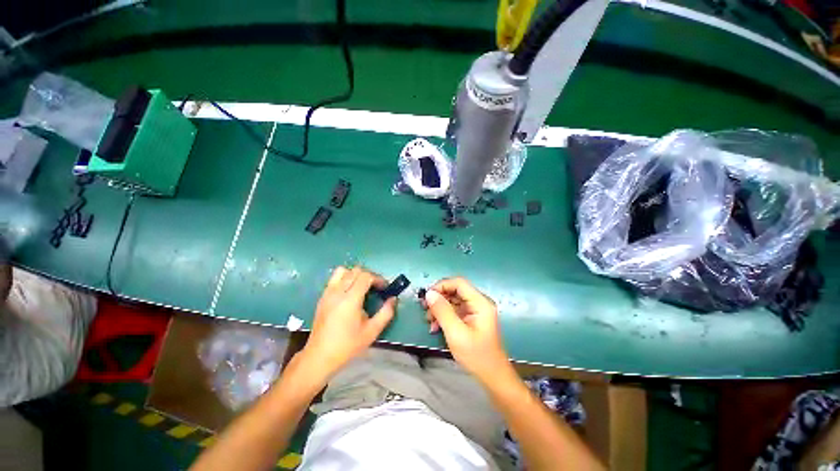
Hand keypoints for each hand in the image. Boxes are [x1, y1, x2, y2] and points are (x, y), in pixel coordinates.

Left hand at [299, 266, 396, 381]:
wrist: (319, 356)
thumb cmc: (347, 345)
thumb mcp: (372, 331)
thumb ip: (386, 313)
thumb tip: (393, 299)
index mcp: (350, 300)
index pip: (366, 276)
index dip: (378, 278)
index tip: (384, 288)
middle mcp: (338, 292)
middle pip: (356, 270)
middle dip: (369, 275)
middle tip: (376, 287)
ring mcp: (328, 293)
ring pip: (343, 271)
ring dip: (355, 274)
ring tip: (362, 286)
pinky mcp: (322, 297)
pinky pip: (334, 278)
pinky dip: (345, 278)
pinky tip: (349, 292)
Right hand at [423, 277, 510, 382]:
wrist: (492, 377)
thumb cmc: (476, 356)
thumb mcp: (456, 333)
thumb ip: (442, 311)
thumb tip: (429, 293)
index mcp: (480, 303)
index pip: (459, 283)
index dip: (441, 286)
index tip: (427, 296)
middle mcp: (479, 302)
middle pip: (455, 290)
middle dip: (439, 298)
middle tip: (425, 309)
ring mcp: (476, 310)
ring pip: (453, 300)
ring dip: (440, 308)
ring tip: (429, 321)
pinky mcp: (472, 318)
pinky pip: (455, 310)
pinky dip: (444, 316)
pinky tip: (436, 327)